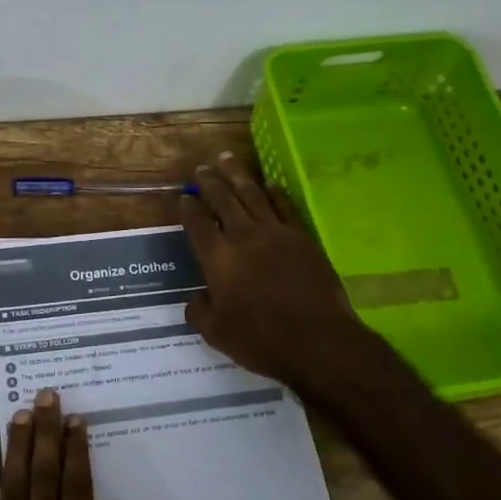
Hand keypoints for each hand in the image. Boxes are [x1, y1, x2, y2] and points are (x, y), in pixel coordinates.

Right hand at [179, 151, 387, 395]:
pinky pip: (284, 206)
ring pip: (251, 194)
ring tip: (226, 158)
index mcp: (218, 258)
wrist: (318, 341)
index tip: (182, 197)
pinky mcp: (302, 237)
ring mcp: (275, 233)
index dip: (187, 208)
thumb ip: (199, 312)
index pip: (197, 223)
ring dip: (237, 174)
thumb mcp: (217, 333)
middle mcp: (243, 237)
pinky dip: (274, 192)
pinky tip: (269, 184)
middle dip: (209, 182)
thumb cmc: (261, 340)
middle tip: (201, 167)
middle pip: (222, 199)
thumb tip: (196, 298)